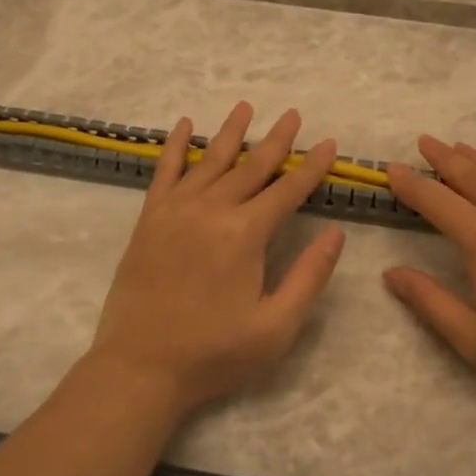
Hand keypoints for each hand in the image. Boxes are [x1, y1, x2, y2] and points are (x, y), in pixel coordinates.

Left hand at [87, 102, 345, 417]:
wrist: (140, 368)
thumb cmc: (214, 354)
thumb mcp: (276, 328)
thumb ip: (309, 277)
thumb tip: (335, 234)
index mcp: (245, 235)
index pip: (288, 190)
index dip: (312, 167)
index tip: (329, 143)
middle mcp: (212, 210)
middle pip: (252, 166)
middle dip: (277, 140)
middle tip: (293, 114)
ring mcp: (176, 211)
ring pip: (211, 160)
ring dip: (231, 132)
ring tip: (245, 107)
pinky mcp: (149, 219)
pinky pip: (165, 172)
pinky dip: (175, 146)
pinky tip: (184, 126)